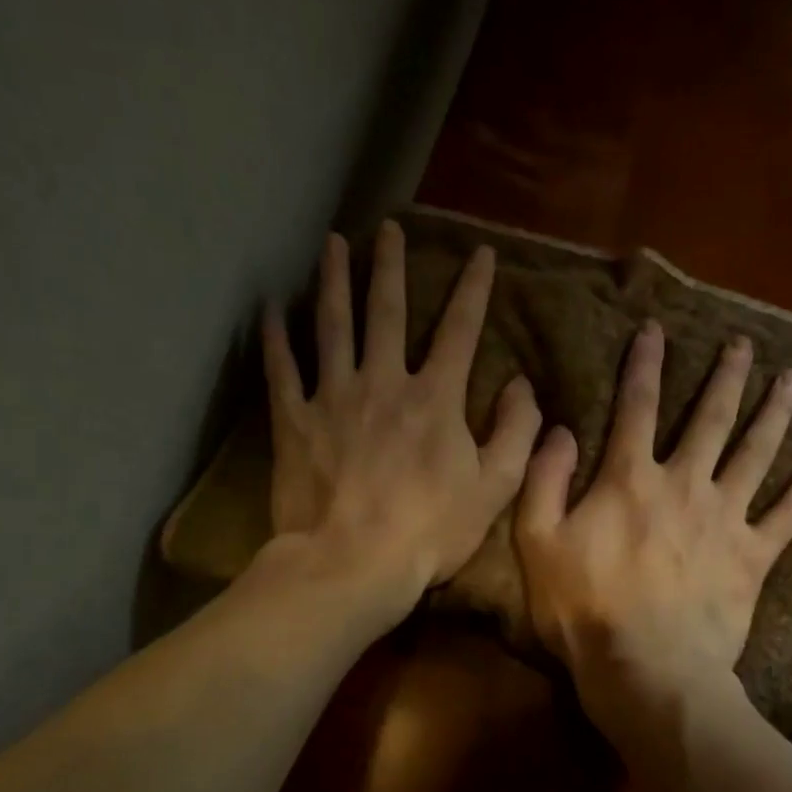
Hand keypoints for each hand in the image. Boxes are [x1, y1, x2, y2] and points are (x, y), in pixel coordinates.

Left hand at [262, 220, 540, 620]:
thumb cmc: (430, 530)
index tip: (480, 253)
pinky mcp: (294, 421)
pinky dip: (275, 337)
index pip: (460, 330)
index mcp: (435, 398)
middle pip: (387, 311)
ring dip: (333, 281)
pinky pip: (281, 370)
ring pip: (333, 326)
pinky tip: (269, 308)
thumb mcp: (494, 487)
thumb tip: (522, 384)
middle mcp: (384, 382)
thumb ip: (516, 431)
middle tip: (388, 228)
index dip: (473, 289)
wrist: (353, 564)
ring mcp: (334, 397)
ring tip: (332, 244)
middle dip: (391, 266)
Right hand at [514, 321, 791, 730]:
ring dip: (776, 413)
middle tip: (745, 345)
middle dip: (727, 377)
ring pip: (757, 453)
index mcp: (630, 480)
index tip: (655, 329)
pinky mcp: (754, 556)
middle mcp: (685, 485)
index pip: (635, 407)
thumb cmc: (585, 609)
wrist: (646, 669)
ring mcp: (726, 518)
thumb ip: (545, 480)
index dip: (644, 364)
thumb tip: (560, 428)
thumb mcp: (538, 543)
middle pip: (711, 419)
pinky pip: (790, 513)